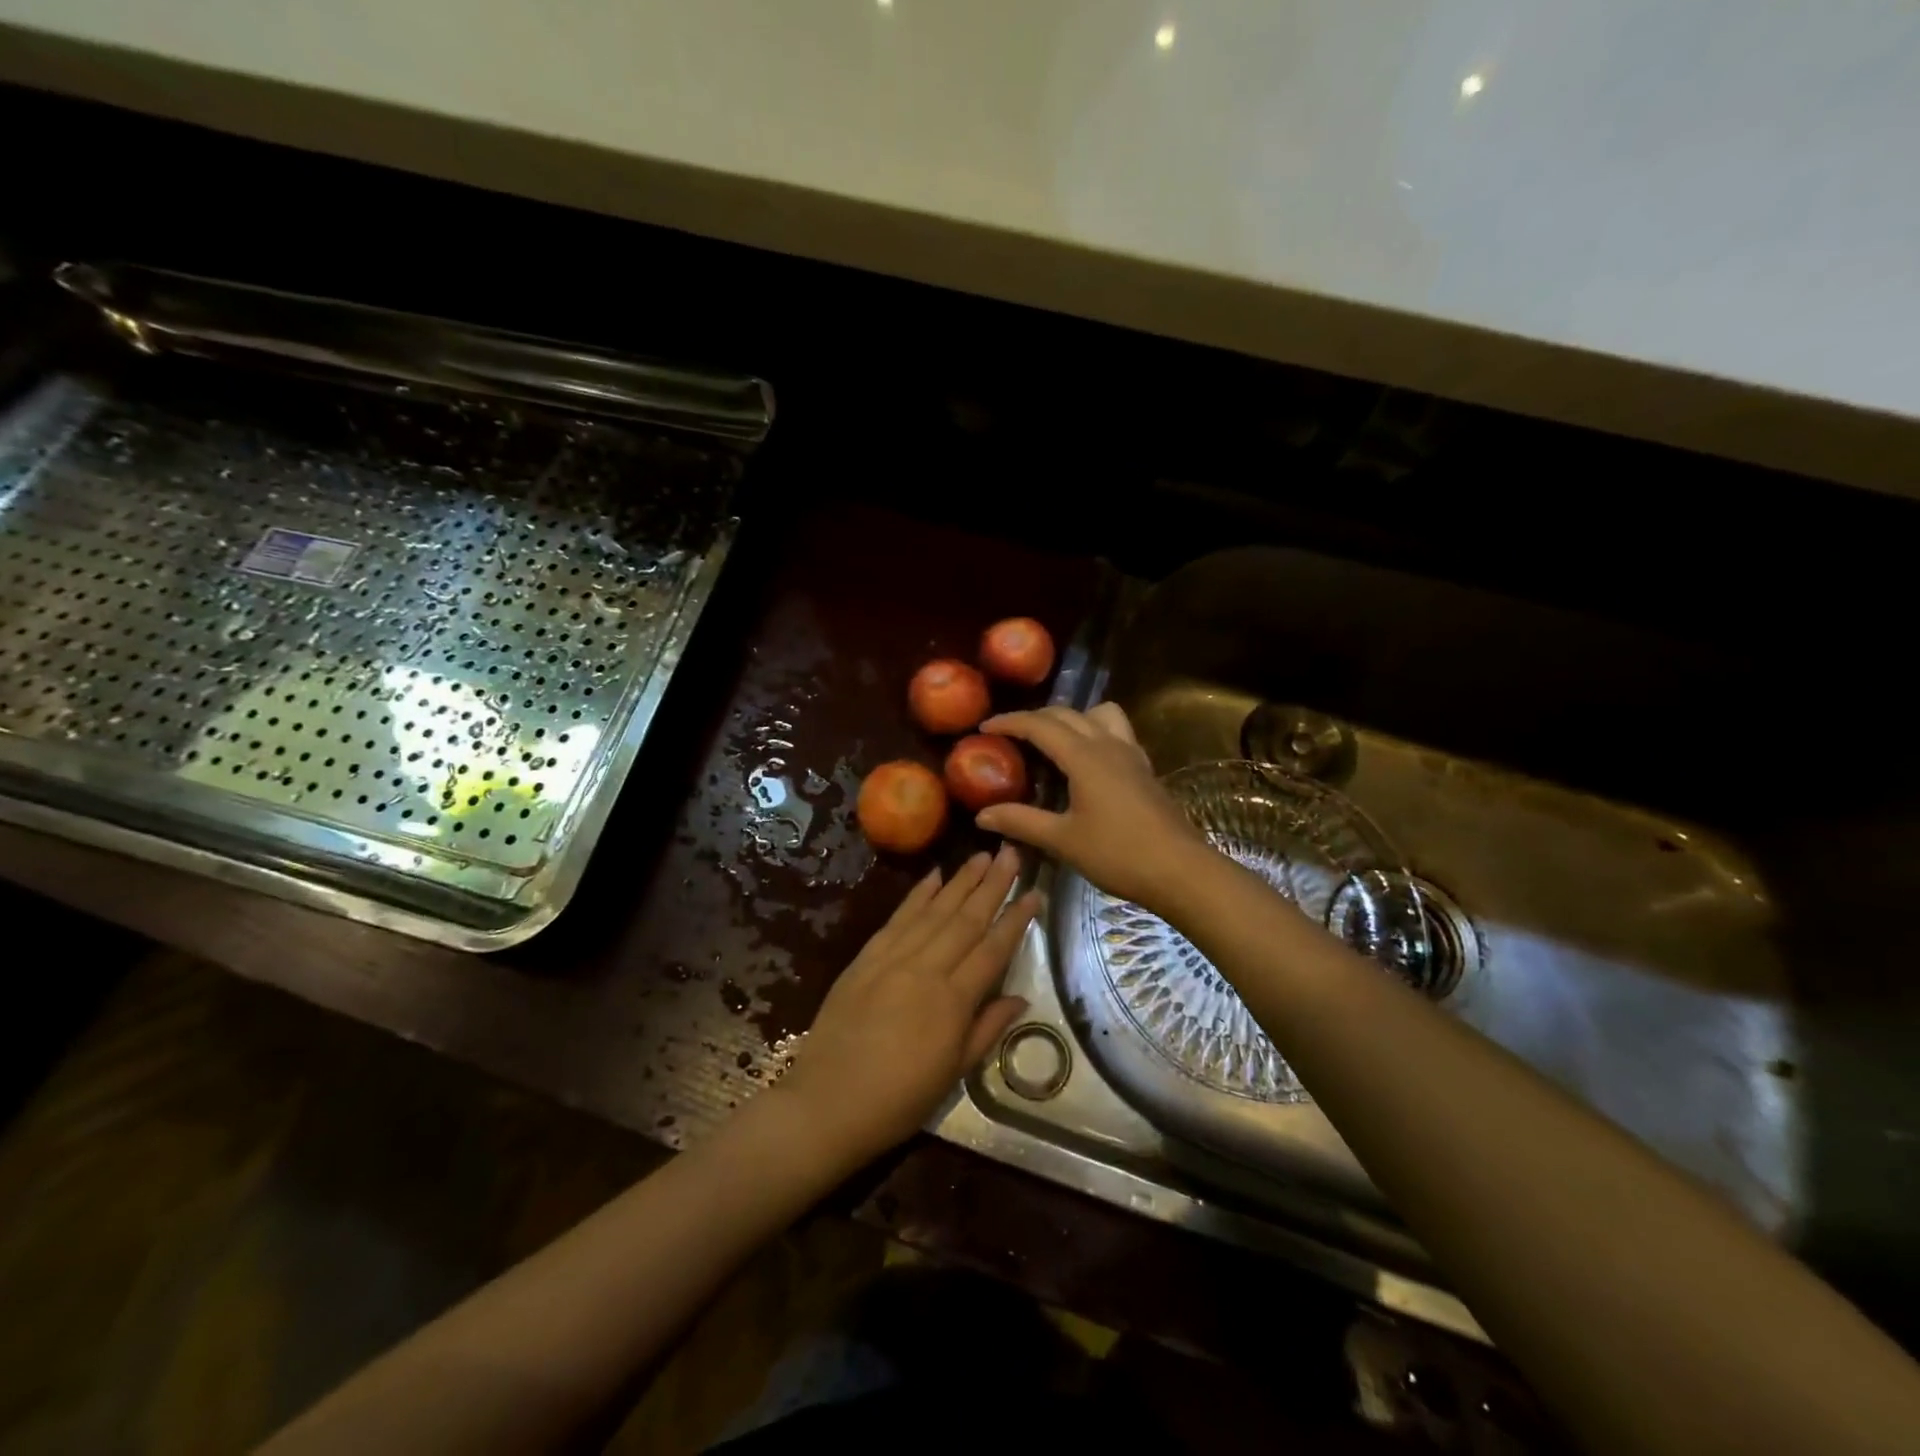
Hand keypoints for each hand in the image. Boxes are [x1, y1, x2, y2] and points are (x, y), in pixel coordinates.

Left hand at [777, 846, 1037, 1163]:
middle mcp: (926, 970)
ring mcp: (892, 959)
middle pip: (966, 919)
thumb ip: (987, 1029)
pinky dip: (917, 895)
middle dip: (993, 884)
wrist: (827, 1104)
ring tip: (983, 855)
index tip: (1035, 892)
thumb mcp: (953, 1074)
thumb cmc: (898, 1100)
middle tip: (1012, 852)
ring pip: (934, 911)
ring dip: (960, 881)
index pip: (993, 950)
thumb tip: (1021, 998)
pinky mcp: (866, 958)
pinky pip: (898, 918)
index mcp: (953, 1002)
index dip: (1016, 920)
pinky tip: (933, 876)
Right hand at [976, 704, 1213, 915]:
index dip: (1009, 722)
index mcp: (1084, 756)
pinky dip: (1094, 732)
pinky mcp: (1144, 769)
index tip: (983, 727)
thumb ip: (1021, 821)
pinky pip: (1116, 732)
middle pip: (1067, 714)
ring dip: (1071, 718)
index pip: (1040, 725)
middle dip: (1034, 718)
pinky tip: (1086, 762)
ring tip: (1052, 741)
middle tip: (1009, 735)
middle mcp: (1108, 744)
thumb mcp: (1063, 840)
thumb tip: (982, 815)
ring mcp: (1131, 754)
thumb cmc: (1119, 854)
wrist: (1181, 870)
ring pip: (1099, 715)